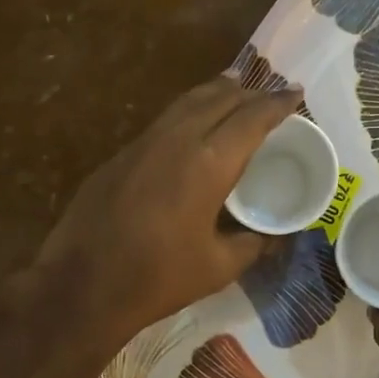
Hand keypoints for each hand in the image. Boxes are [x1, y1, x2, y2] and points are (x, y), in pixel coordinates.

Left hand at [33, 76, 302, 346]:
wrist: (82, 284)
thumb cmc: (159, 278)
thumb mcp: (219, 267)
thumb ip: (253, 244)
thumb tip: (273, 236)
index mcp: (209, 163)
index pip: (252, 118)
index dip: (278, 103)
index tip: (296, 94)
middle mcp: (178, 139)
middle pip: (220, 98)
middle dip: (251, 93)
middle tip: (271, 96)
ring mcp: (144, 143)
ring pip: (188, 102)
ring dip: (218, 93)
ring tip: (237, 92)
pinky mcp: (121, 154)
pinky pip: (166, 119)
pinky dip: (191, 111)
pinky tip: (195, 126)